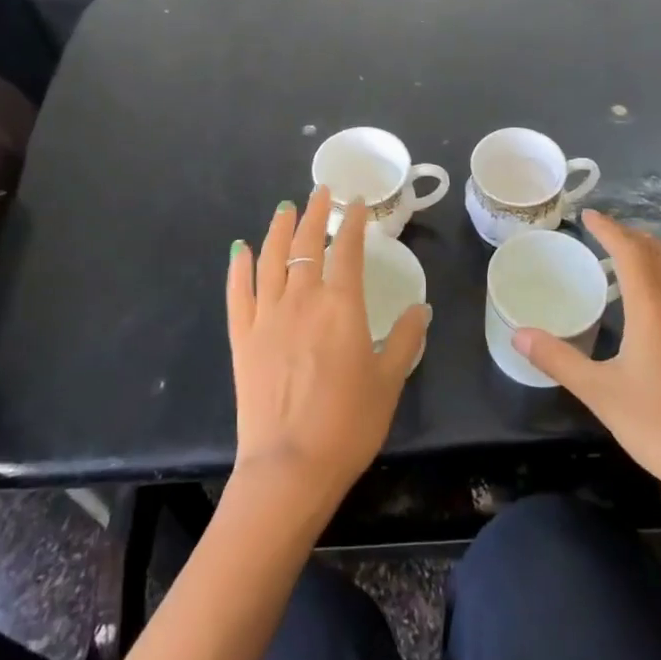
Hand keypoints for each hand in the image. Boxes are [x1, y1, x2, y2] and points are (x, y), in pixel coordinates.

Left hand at [225, 186, 429, 514]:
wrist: (290, 467)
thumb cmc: (349, 424)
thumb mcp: (389, 381)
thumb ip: (407, 339)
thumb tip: (422, 307)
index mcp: (342, 305)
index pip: (348, 249)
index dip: (353, 222)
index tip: (357, 202)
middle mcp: (302, 298)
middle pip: (306, 243)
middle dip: (315, 213)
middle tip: (321, 193)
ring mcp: (267, 315)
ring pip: (270, 258)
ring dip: (278, 229)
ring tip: (285, 209)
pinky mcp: (243, 336)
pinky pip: (238, 291)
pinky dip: (239, 267)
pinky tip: (240, 250)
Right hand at [515, 211, 660, 515]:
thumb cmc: (659, 427)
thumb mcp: (598, 393)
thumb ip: (557, 359)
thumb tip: (518, 334)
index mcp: (653, 312)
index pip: (631, 254)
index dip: (610, 230)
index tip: (589, 217)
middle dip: (635, 238)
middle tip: (609, 236)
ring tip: (646, 258)